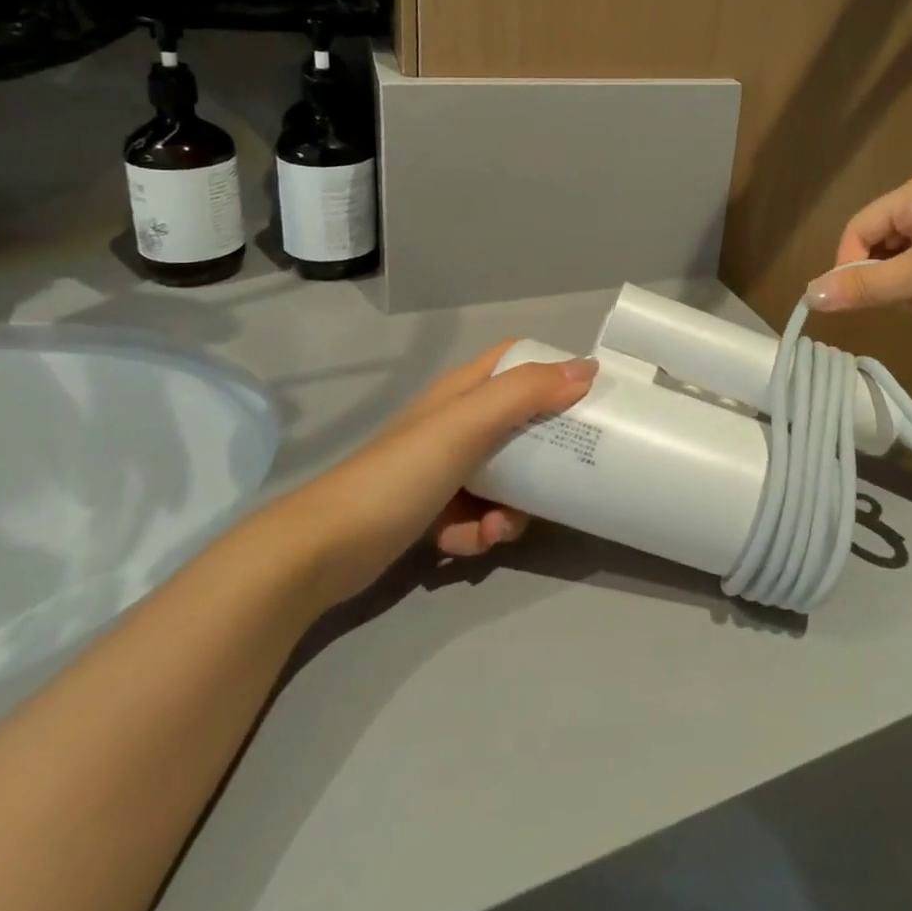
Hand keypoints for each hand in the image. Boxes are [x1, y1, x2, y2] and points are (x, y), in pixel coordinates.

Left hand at [272, 342, 596, 606]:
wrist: (323, 550)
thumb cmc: (401, 474)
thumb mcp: (467, 425)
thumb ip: (525, 394)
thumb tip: (587, 369)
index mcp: (463, 391)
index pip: (516, 360)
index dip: (552, 370)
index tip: (588, 395)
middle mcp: (455, 423)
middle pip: (519, 423)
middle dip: (544, 452)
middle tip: (568, 472)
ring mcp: (442, 468)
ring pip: (505, 476)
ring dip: (514, 504)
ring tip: (500, 527)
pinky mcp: (432, 510)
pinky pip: (478, 515)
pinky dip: (480, 531)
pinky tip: (467, 545)